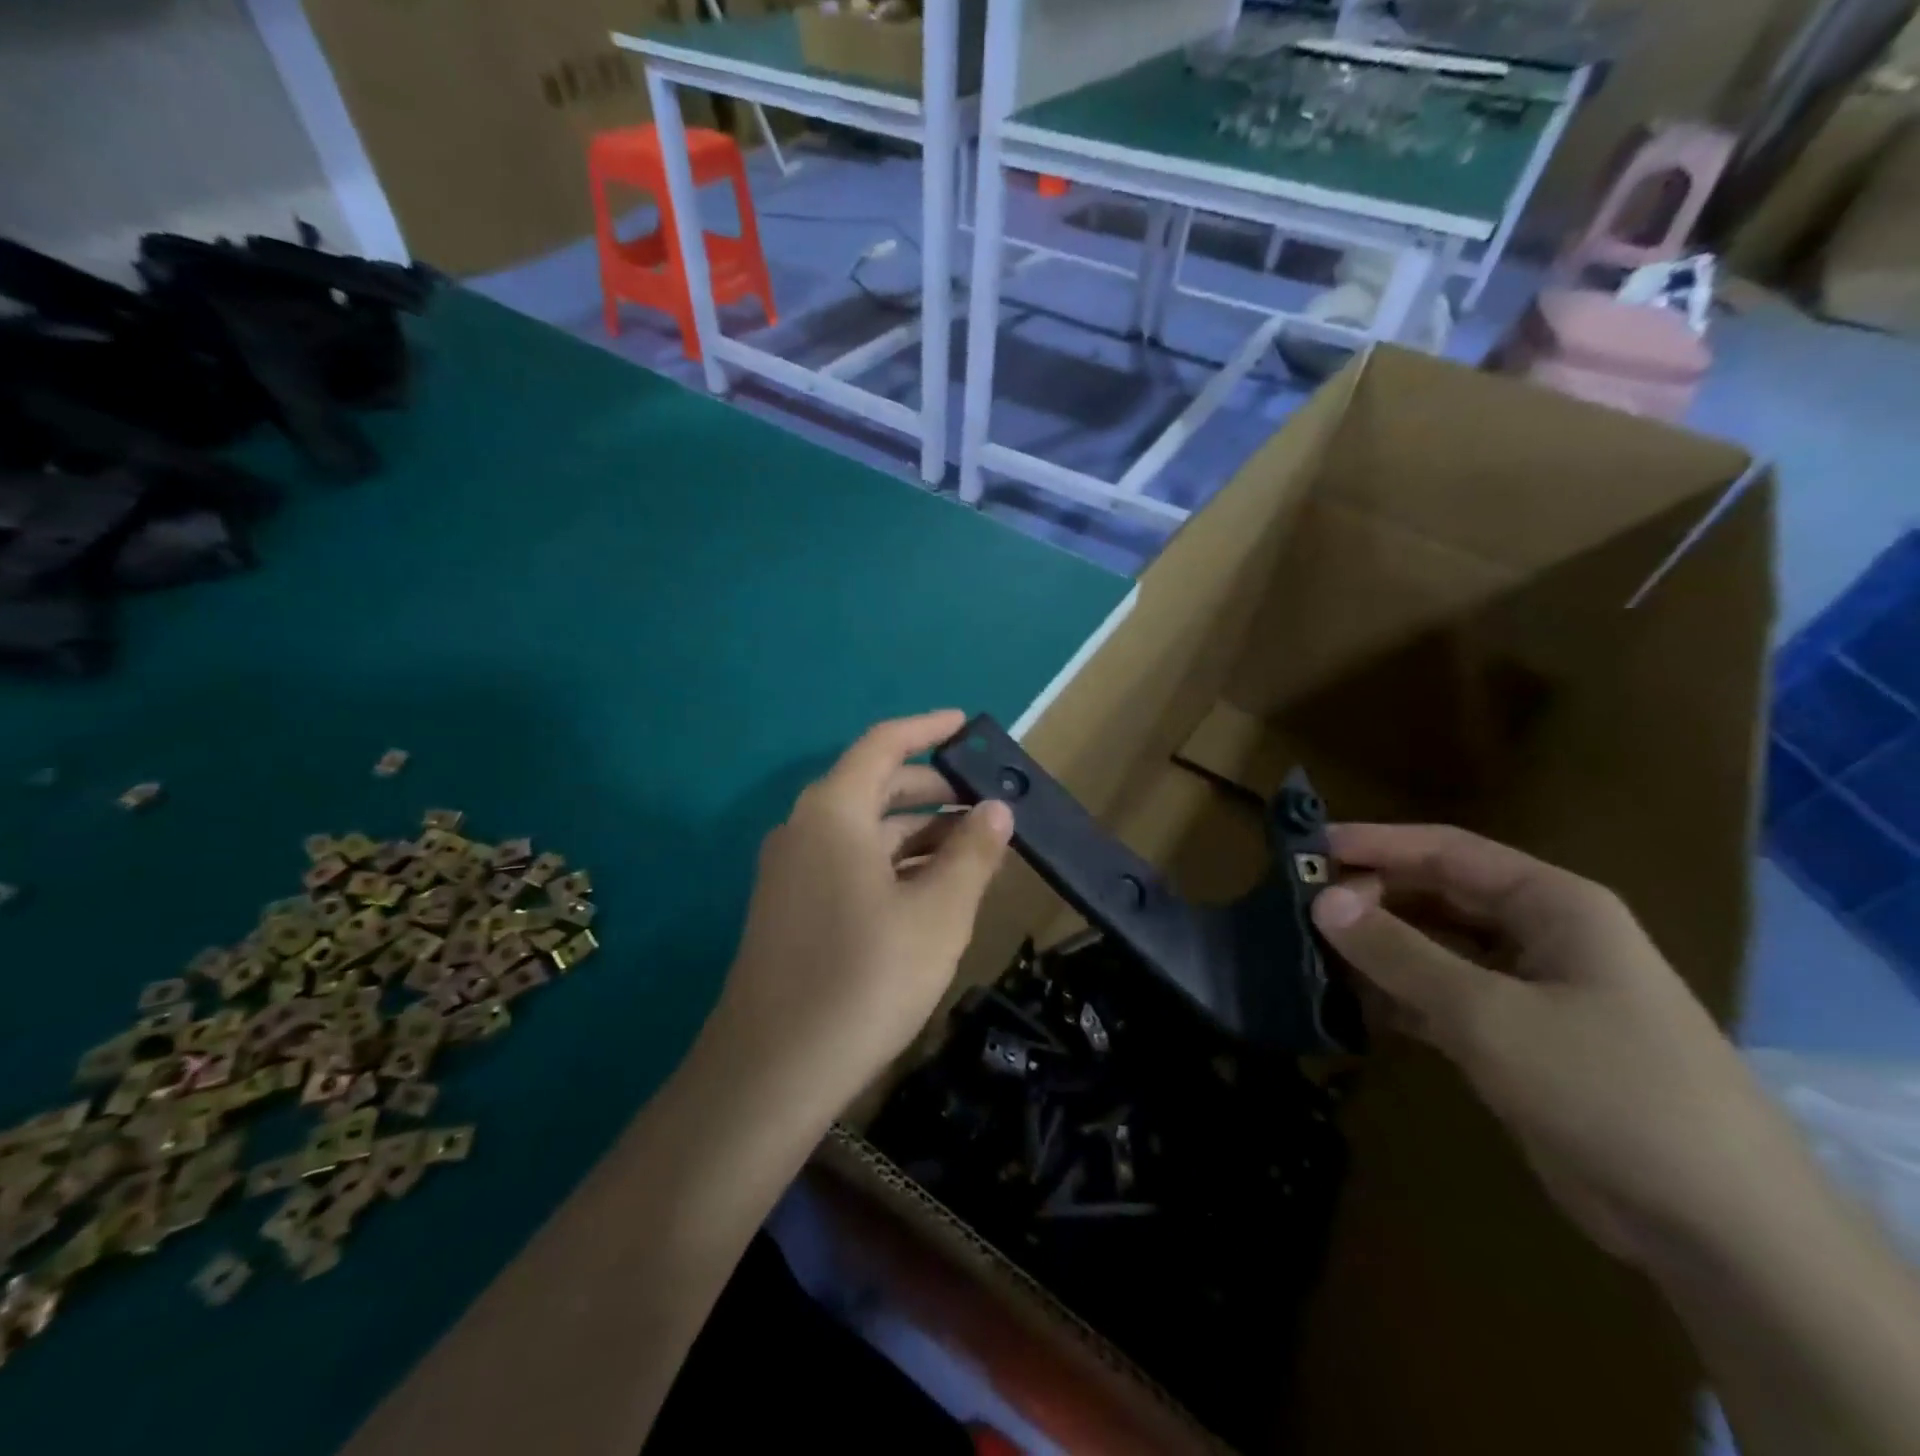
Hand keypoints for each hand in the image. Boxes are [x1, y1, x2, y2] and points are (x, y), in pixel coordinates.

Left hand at [710, 711, 1013, 1110]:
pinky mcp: (790, 907)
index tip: (967, 726)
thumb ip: (972, 853)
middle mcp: (806, 828)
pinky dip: (892, 863)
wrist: (772, 1070)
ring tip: (972, 850)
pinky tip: (929, 890)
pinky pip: (849, 862)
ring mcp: (792, 870)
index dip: (928, 729)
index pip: (884, 744)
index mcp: (834, 810)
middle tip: (986, 801)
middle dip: (932, 789)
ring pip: (864, 830)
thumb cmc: (865, 977)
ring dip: (917, 833)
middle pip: (874, 785)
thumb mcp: (937, 913)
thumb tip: (997, 809)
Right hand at [1312, 824, 1799, 1268]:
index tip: (1308, 850)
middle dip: (1371, 897)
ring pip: (1436, 948)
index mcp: (1552, 904)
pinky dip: (1396, 995)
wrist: (1718, 1228)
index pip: (1446, 851)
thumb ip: (1399, 953)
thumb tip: (1321, 899)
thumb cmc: (1607, 1089)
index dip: (1375, 844)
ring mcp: (1530, 990)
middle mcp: (1541, 935)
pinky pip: (1441, 997)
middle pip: (1437, 895)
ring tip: (1310, 949)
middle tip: (1299, 907)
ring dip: (1378, 948)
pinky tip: (1347, 1002)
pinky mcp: (1516, 1039)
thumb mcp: (1489, 1014)